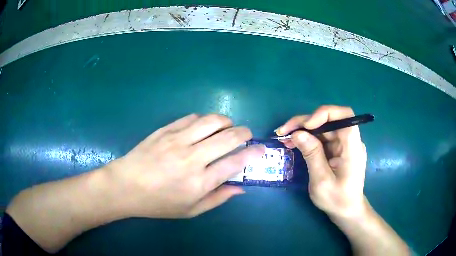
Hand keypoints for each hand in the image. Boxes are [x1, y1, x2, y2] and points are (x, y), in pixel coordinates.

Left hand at [105, 114, 264, 217]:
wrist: (125, 186)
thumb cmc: (157, 203)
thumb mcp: (190, 210)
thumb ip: (217, 199)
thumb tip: (240, 188)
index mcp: (199, 182)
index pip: (235, 162)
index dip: (252, 153)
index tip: (260, 149)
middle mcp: (191, 158)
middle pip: (228, 137)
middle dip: (244, 132)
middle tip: (246, 134)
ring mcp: (177, 140)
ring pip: (211, 121)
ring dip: (226, 121)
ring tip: (227, 127)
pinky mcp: (165, 130)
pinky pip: (191, 117)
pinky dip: (204, 119)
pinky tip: (203, 126)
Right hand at [277, 106, 366, 218]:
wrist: (346, 211)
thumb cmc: (337, 200)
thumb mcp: (321, 181)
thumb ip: (312, 155)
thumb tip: (297, 133)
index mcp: (352, 147)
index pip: (344, 115)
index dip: (324, 113)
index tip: (306, 125)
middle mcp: (350, 141)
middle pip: (329, 120)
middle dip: (305, 122)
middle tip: (283, 131)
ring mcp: (344, 145)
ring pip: (323, 128)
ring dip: (304, 130)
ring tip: (285, 138)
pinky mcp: (338, 150)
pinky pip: (322, 138)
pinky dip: (308, 139)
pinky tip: (295, 143)